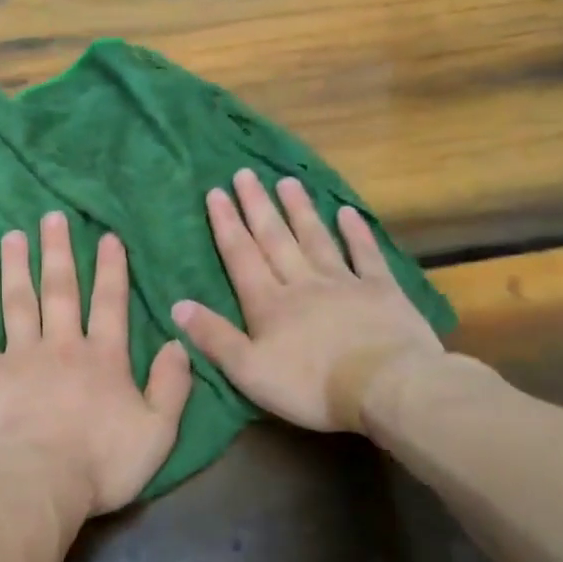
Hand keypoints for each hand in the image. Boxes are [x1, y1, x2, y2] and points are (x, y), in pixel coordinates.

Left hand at [0, 211, 193, 526]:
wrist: (35, 485)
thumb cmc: (100, 464)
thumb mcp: (157, 432)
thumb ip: (171, 386)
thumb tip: (178, 343)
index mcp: (103, 358)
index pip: (110, 303)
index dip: (111, 269)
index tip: (106, 237)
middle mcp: (61, 346)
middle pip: (60, 290)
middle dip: (58, 252)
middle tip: (52, 217)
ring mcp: (20, 357)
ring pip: (18, 301)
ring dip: (16, 266)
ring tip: (13, 236)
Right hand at [173, 170, 445, 433]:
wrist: (385, 387)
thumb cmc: (310, 385)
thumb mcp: (249, 371)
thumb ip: (214, 337)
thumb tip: (177, 305)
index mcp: (268, 304)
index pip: (241, 257)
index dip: (227, 225)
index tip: (216, 193)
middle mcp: (302, 283)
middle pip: (275, 239)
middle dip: (257, 206)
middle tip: (245, 174)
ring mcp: (344, 283)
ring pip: (315, 239)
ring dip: (299, 210)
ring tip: (286, 181)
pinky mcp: (381, 291)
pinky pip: (366, 255)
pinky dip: (355, 232)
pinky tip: (347, 212)